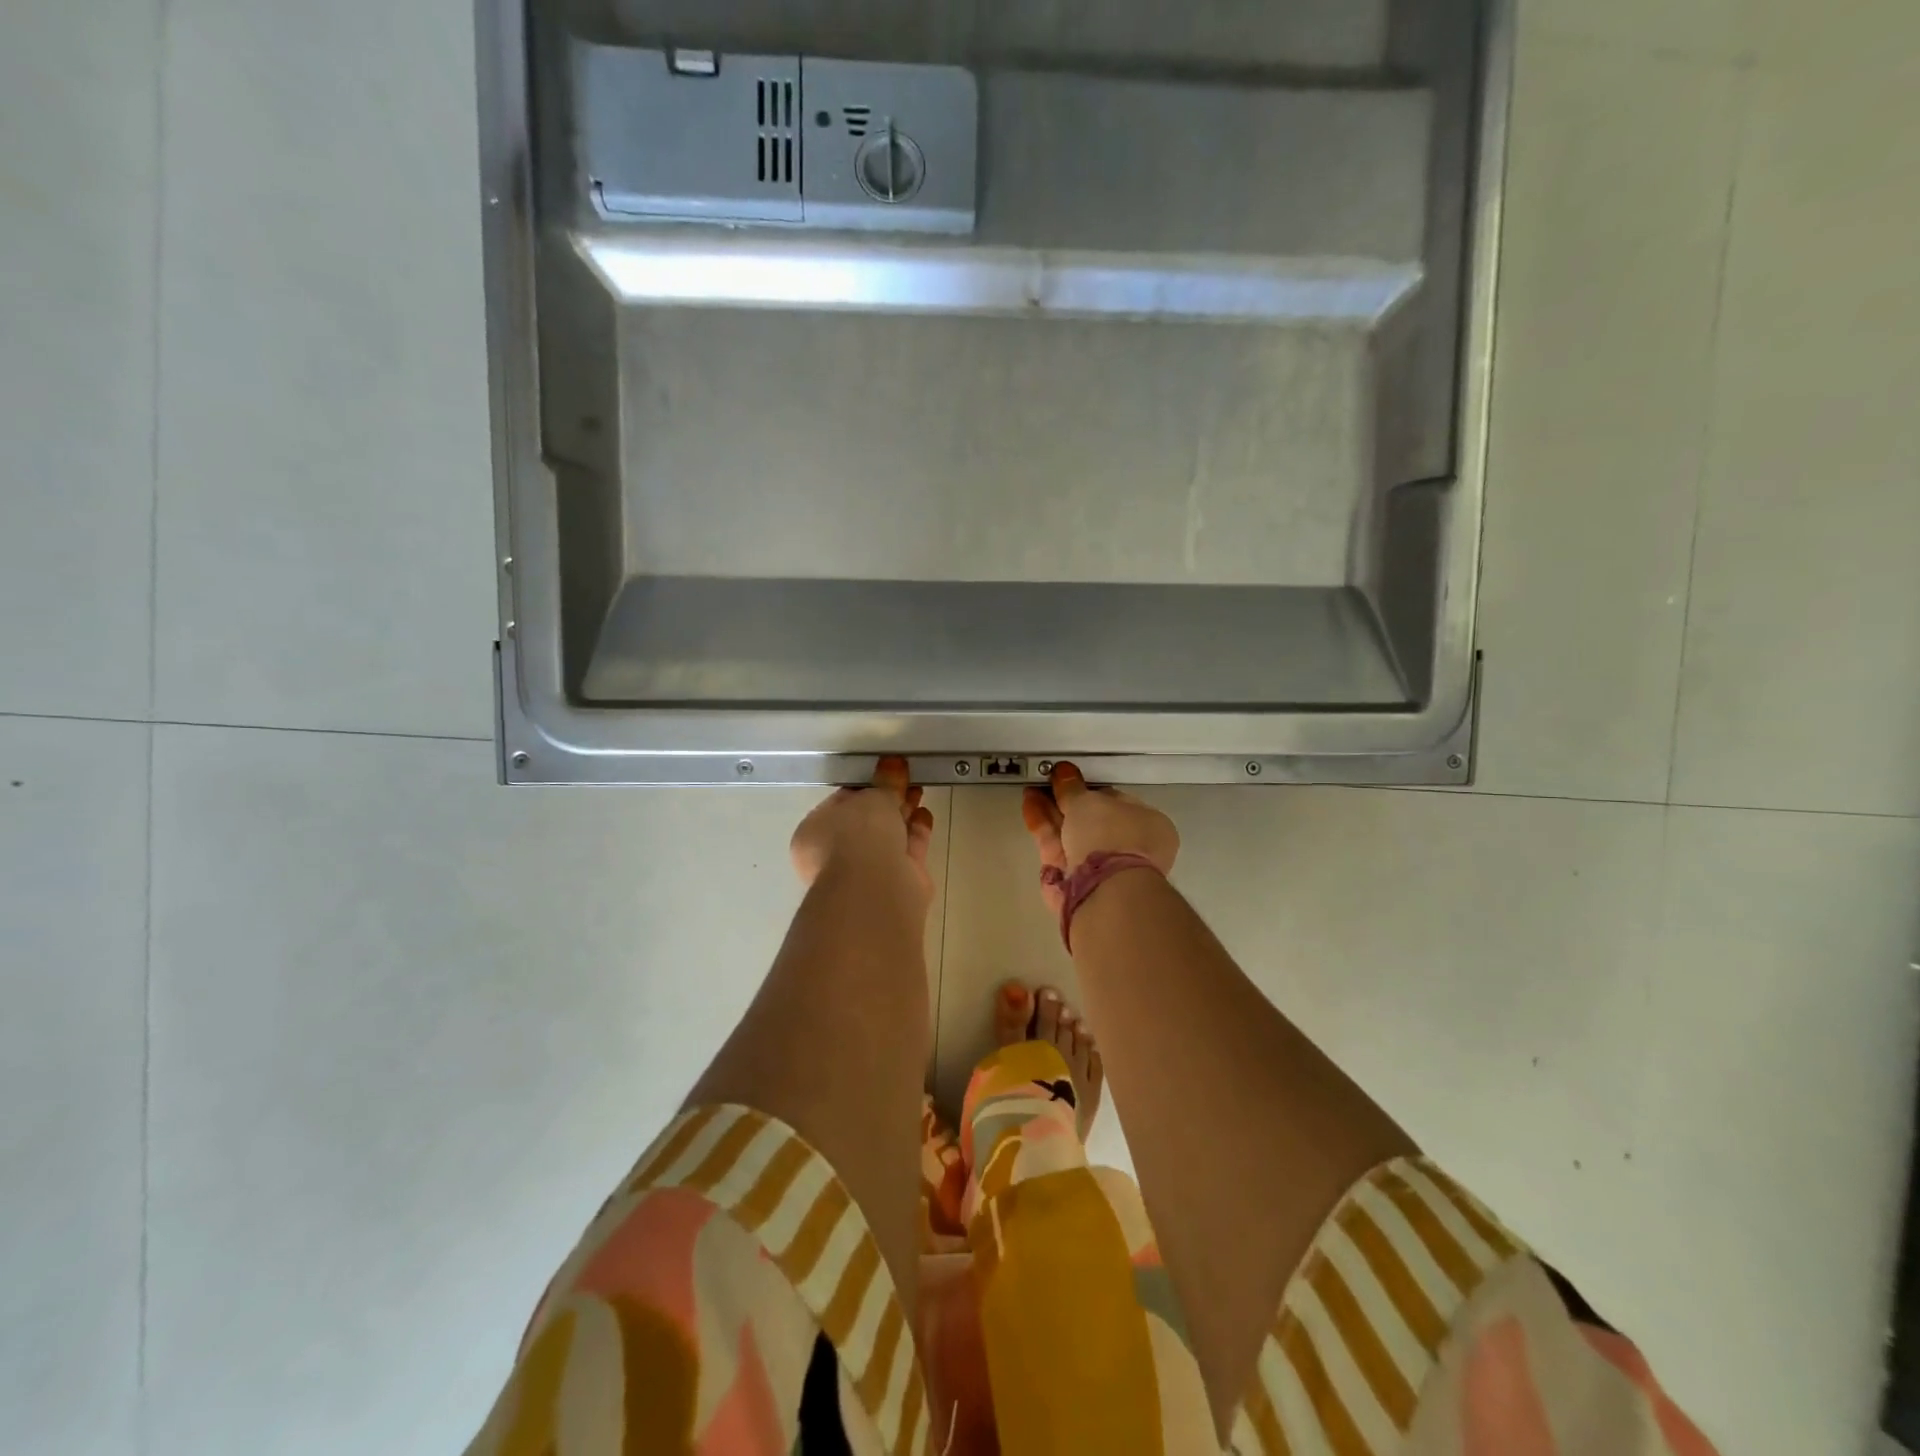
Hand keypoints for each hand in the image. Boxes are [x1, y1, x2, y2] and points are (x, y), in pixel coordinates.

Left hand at [791, 756, 936, 904]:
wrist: (876, 887)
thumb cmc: (859, 835)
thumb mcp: (872, 797)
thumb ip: (886, 781)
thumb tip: (893, 762)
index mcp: (815, 832)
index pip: (839, 804)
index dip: (863, 787)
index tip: (883, 774)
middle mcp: (837, 854)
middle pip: (866, 821)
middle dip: (888, 800)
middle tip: (907, 779)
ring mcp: (866, 871)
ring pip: (888, 836)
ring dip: (904, 814)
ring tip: (919, 791)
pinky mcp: (895, 882)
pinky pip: (906, 850)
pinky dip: (916, 832)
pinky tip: (925, 815)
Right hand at [1022, 762, 1179, 913]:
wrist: (1102, 891)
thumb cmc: (1108, 835)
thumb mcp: (1088, 801)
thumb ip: (1072, 788)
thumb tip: (1063, 771)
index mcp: (1148, 827)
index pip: (1118, 803)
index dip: (1092, 790)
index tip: (1070, 780)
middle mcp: (1127, 849)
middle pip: (1091, 821)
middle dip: (1066, 801)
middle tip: (1045, 783)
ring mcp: (1100, 869)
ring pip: (1071, 835)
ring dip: (1050, 812)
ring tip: (1030, 791)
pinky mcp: (1073, 882)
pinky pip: (1058, 849)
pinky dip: (1044, 829)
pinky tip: (1030, 807)